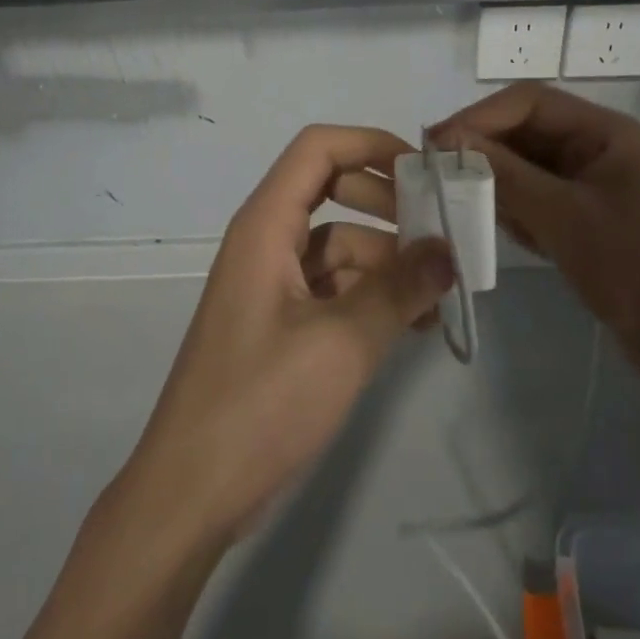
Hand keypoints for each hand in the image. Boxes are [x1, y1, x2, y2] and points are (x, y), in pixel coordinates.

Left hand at [114, 125, 455, 552]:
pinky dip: (371, 295)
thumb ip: (399, 290)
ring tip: (442, 292)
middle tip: (441, 232)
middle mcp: (266, 240)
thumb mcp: (343, 343)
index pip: (318, 149)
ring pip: (339, 244)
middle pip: (332, 190)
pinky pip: (333, 286)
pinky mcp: (280, 321)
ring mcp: (272, 282)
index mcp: (266, 225)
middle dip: (388, 204)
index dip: (371, 145)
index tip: (425, 172)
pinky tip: (415, 324)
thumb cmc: (261, 404)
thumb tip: (448, 251)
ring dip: (388, 260)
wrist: (191, 493)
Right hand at [432, 84, 639, 382]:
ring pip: (522, 164)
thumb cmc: (631, 266)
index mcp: (603, 130)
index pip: (528, 101)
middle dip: (484, 150)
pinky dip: (513, 209)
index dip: (480, 116)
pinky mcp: (579, 214)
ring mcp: (587, 181)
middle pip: (523, 130)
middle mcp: (593, 146)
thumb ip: (504, 172)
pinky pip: (531, 195)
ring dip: (496, 182)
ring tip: (475, 210)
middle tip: (439, 174)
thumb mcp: (561, 215)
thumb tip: (447, 139)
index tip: (436, 142)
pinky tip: (515, 235)